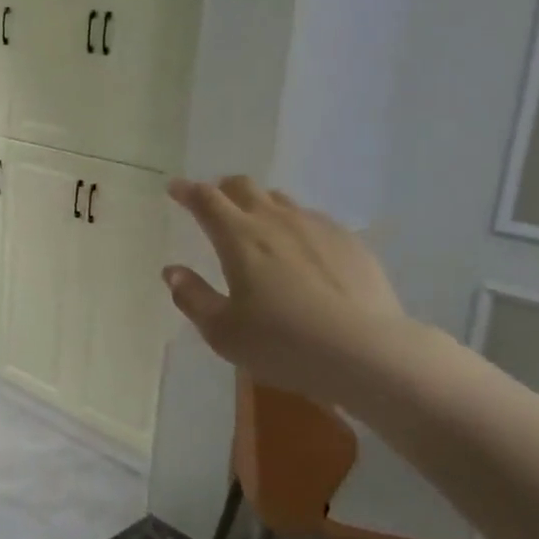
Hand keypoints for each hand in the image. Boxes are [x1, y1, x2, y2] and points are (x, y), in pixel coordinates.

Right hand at [163, 176, 407, 408]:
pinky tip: (301, 249)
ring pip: (281, 200)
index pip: (206, 200)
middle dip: (223, 189)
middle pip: (244, 187)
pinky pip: (313, 219)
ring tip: (257, 225)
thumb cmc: (282, 343)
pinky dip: (295, 224)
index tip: (175, 188)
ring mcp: (317, 226)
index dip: (187, 191)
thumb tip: (173, 272)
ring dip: (260, 204)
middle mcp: (276, 220)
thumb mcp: (223, 331)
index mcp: (239, 237)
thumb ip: (193, 297)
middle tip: (214, 203)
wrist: (365, 351)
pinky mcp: (349, 241)